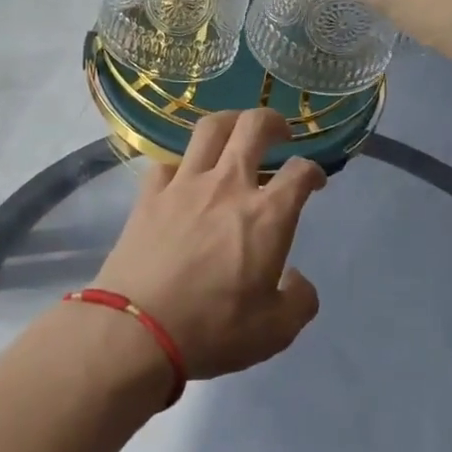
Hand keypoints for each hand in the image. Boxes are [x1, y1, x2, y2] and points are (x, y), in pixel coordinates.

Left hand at [93, 110, 325, 380]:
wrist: (137, 330)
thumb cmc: (213, 330)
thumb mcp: (276, 331)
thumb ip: (299, 300)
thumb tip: (297, 280)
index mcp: (267, 216)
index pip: (300, 172)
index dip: (314, 171)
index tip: (314, 182)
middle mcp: (228, 186)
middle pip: (253, 127)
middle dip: (273, 120)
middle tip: (279, 133)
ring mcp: (184, 185)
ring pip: (209, 129)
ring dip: (229, 121)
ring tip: (235, 131)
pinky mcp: (149, 194)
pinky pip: (167, 161)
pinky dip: (182, 162)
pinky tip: (185, 174)